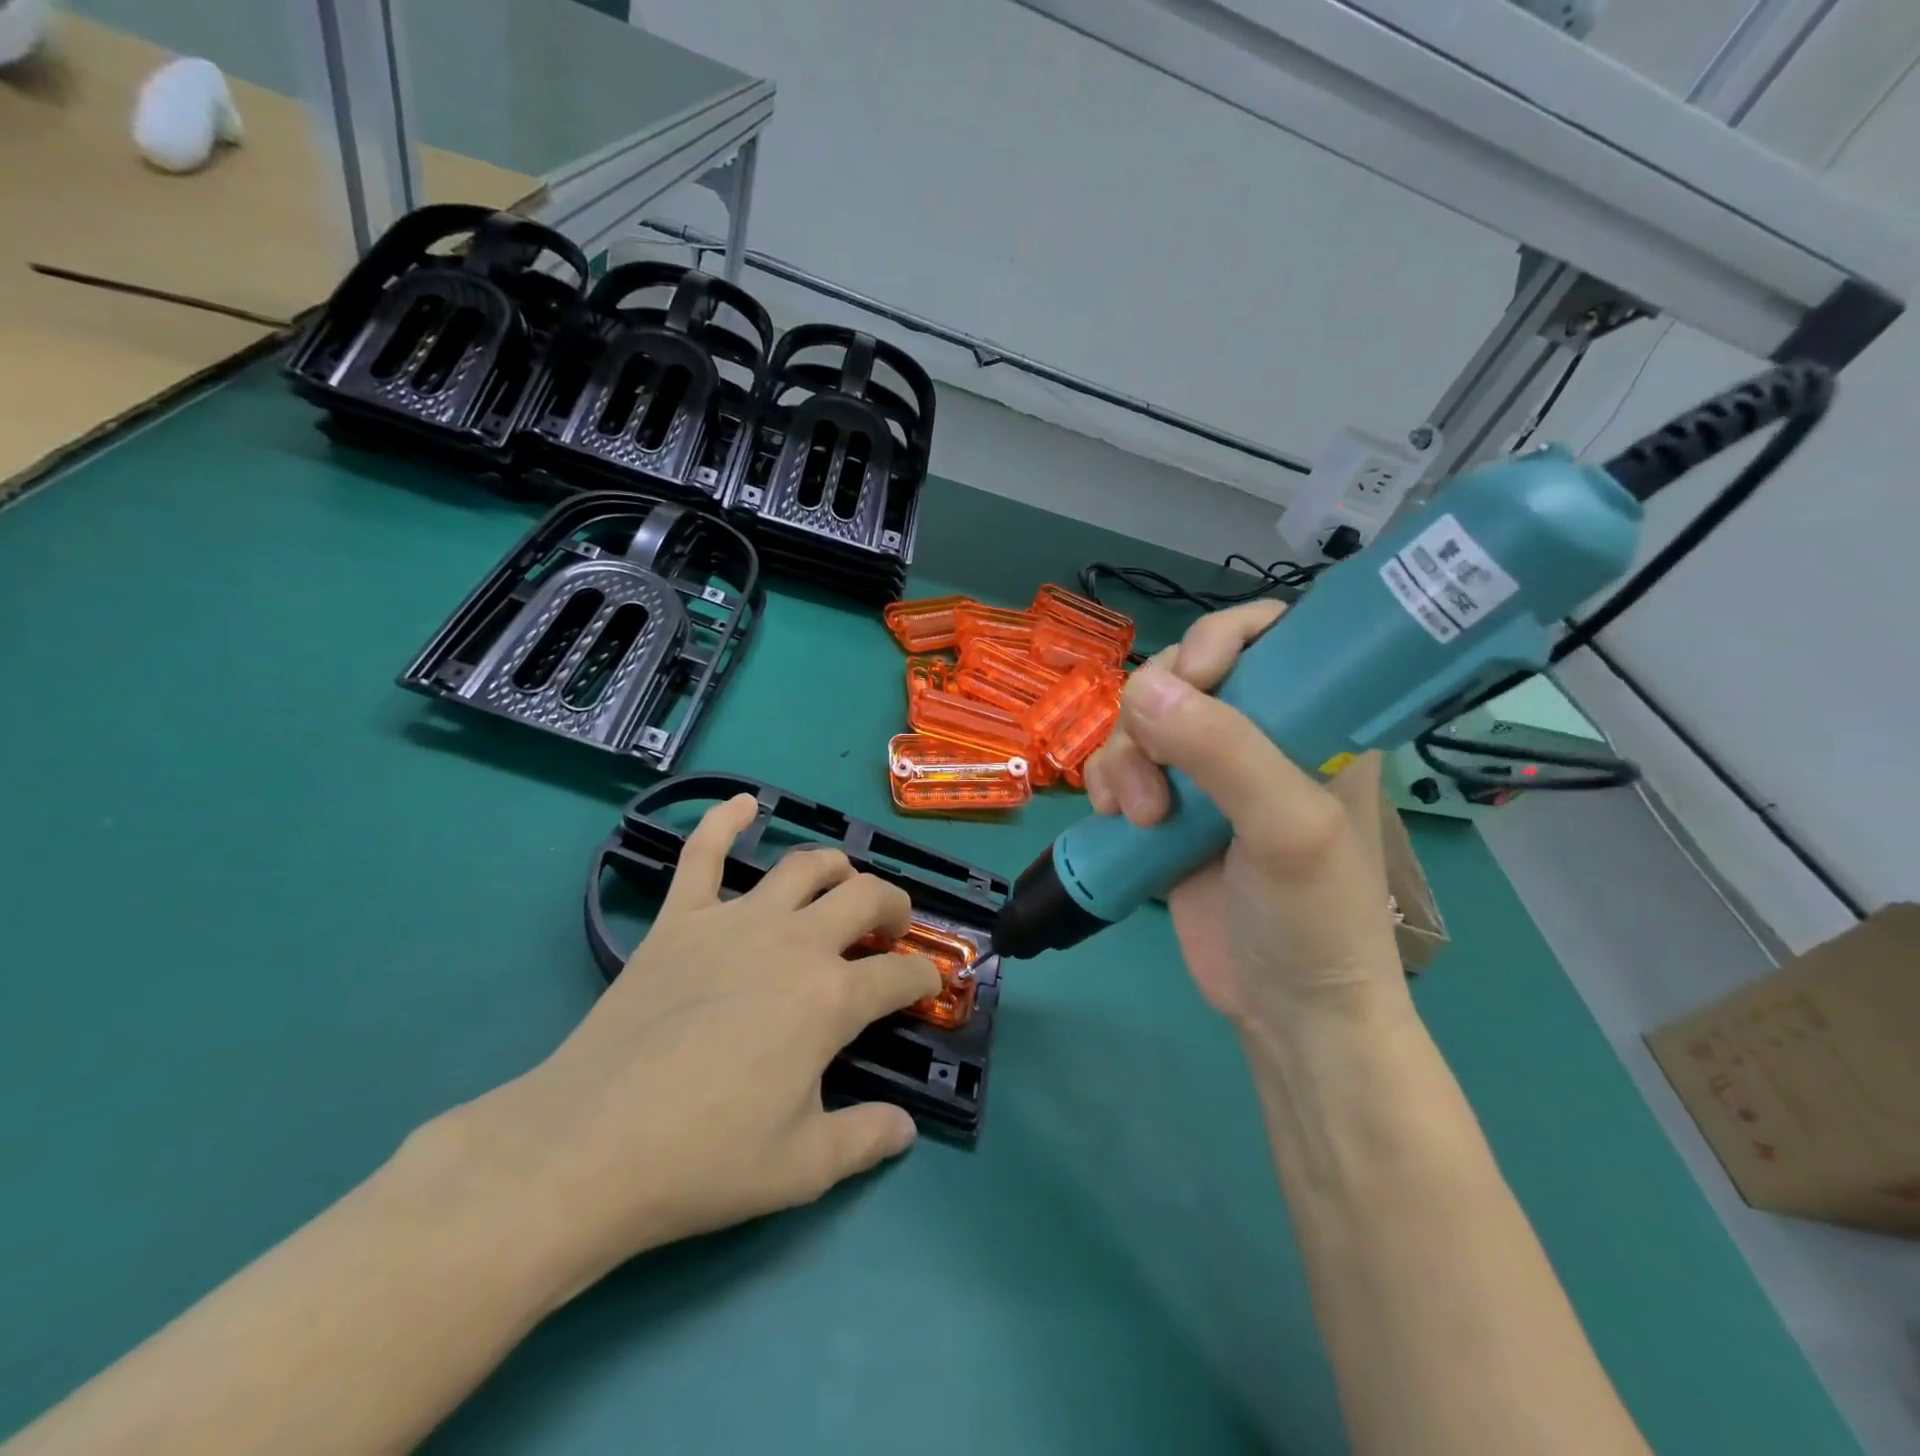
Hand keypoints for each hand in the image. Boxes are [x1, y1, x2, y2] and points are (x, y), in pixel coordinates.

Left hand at [431, 794, 942, 1306]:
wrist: (589, 1149)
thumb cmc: (704, 1160)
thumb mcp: (803, 1167)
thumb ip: (866, 1140)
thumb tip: (906, 1127)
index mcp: (831, 999)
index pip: (900, 975)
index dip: (923, 980)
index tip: (925, 990)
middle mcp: (794, 943)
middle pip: (864, 898)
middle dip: (893, 906)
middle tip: (891, 928)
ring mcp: (735, 922)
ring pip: (802, 866)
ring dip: (835, 867)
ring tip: (842, 881)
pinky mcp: (680, 919)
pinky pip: (702, 853)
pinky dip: (723, 819)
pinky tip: (742, 803)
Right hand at [1083, 602, 1406, 1038]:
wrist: (1287, 1013)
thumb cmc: (1315, 918)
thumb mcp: (1288, 829)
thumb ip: (1224, 752)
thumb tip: (1143, 689)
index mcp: (1314, 721)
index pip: (1268, 635)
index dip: (1220, 640)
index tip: (1193, 681)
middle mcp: (1258, 734)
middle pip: (1183, 673)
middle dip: (1154, 715)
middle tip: (1158, 775)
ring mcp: (1207, 773)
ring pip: (1140, 719)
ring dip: (1124, 757)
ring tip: (1139, 816)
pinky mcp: (1167, 808)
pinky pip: (1118, 763)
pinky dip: (1105, 780)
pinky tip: (1113, 815)